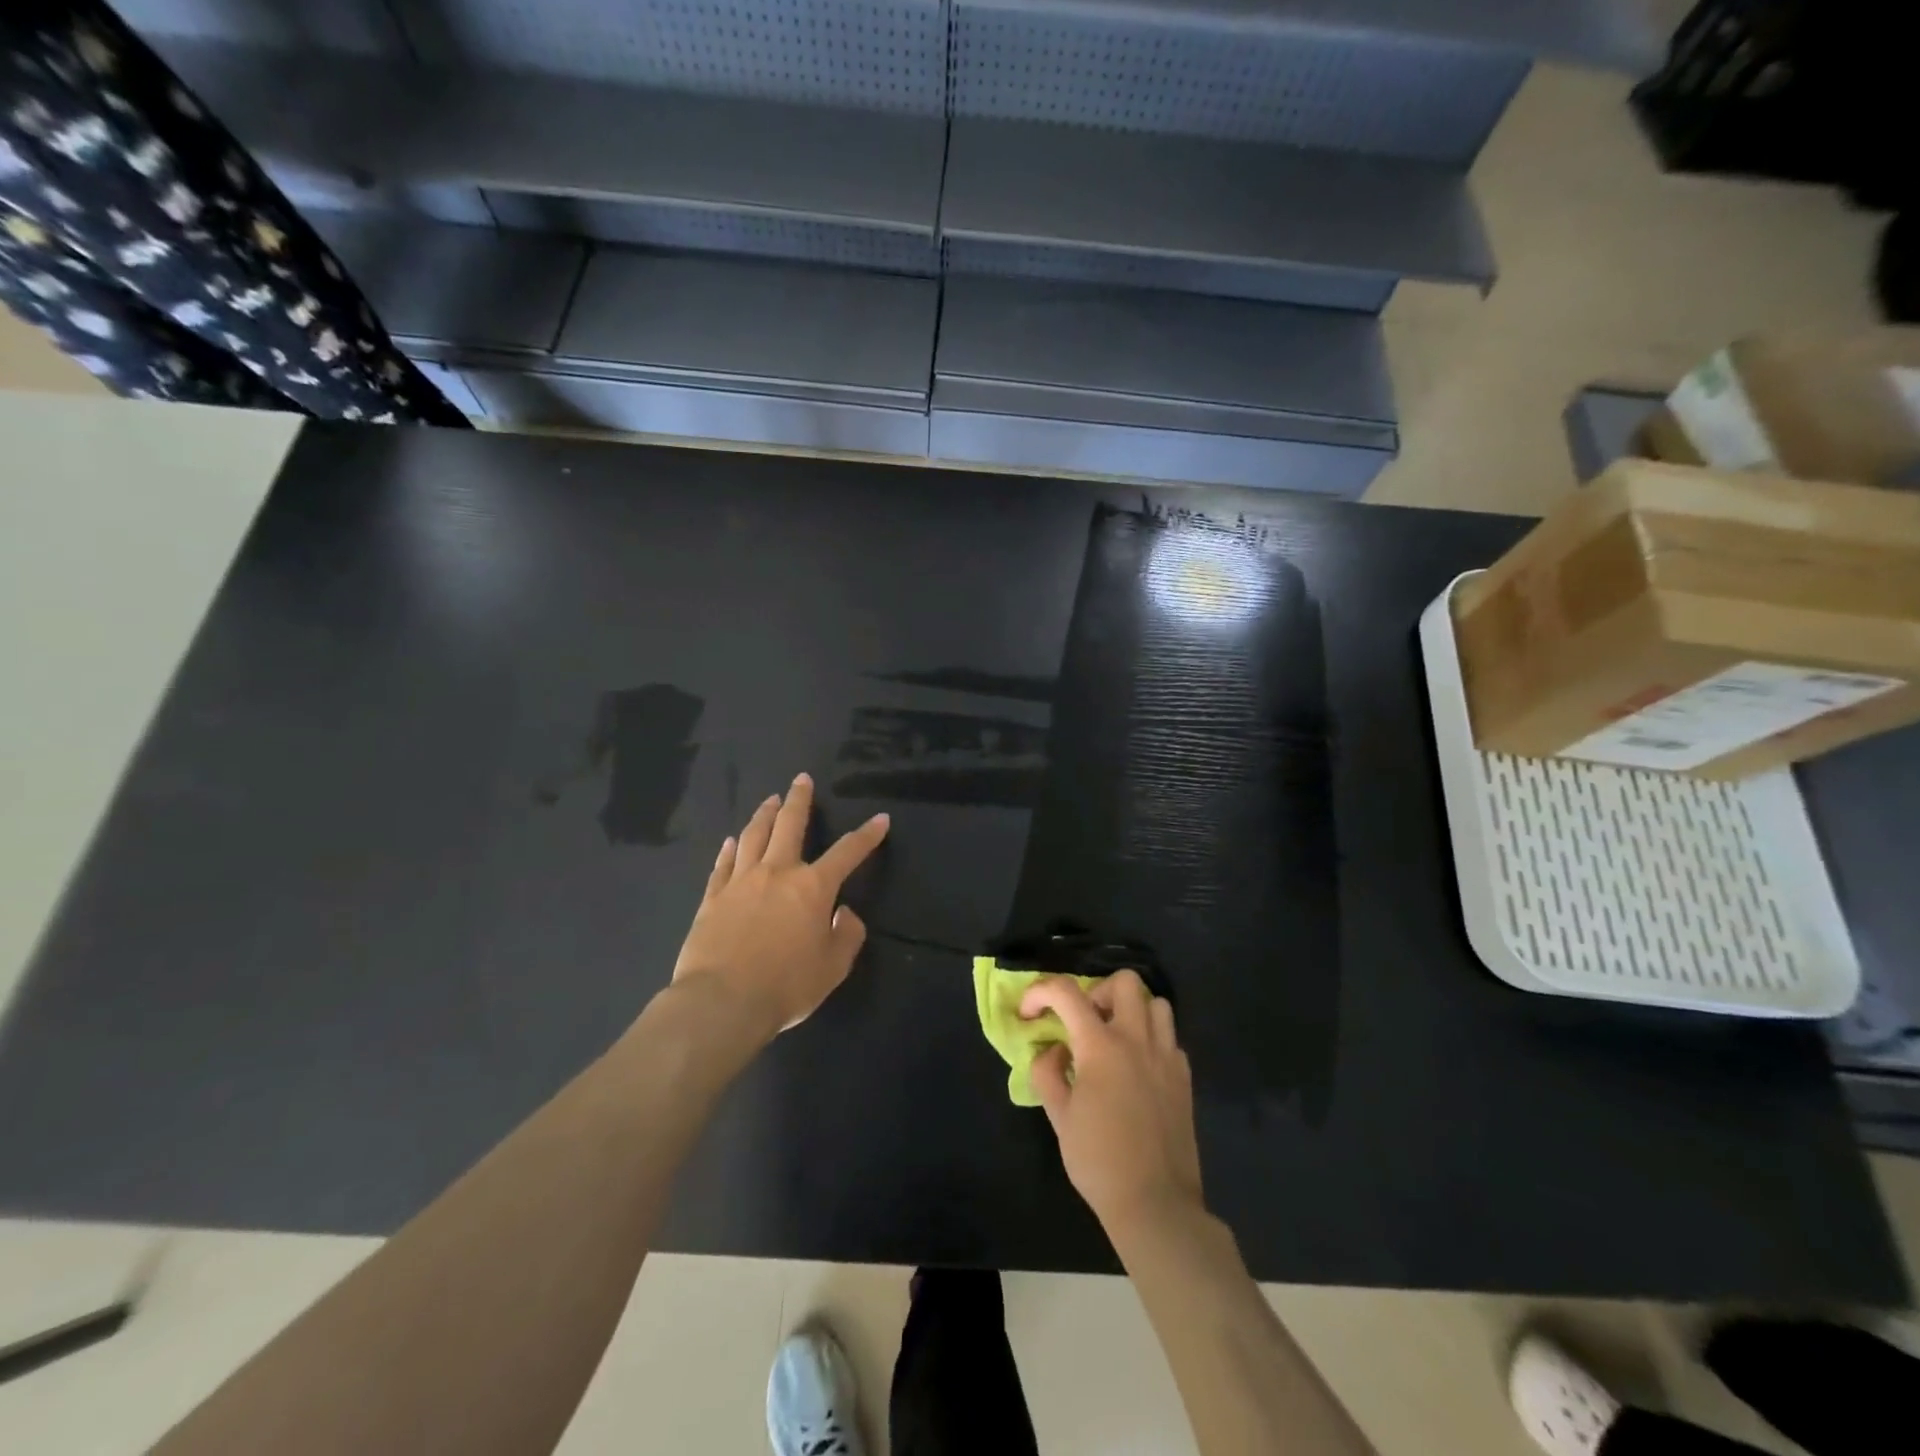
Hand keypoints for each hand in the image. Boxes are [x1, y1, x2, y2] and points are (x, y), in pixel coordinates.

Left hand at [671, 773, 888, 1043]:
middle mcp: (777, 873)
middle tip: (802, 780)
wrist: (722, 1002)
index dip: (867, 835)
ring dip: (764, 814)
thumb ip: (847, 935)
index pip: (847, 853)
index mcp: (813, 888)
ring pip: (753, 836)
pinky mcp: (712, 897)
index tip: (881, 819)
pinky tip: (731, 840)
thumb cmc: (786, 986)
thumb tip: (843, 913)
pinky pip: (723, 864)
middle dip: (800, 800)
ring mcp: (740, 882)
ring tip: (770, 800)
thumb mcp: (834, 967)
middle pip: (790, 825)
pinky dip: (729, 849)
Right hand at [1020, 970, 1203, 1239]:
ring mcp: (1166, 1056)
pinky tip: (1137, 1069)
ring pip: (1156, 1003)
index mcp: (1101, 1046)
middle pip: (1125, 981)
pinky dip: (1151, 1039)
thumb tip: (1053, 1049)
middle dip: (1098, 990)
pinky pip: (1169, 1037)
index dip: (1040, 992)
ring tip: (1114, 1039)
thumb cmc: (1098, 1161)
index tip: (1029, 1014)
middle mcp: (1137, 1039)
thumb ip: (1048, 1072)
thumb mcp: (1058, 1117)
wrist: (1155, 1204)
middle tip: (1084, 1021)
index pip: (1066, 992)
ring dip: (1131, 1010)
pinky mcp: (1184, 1077)